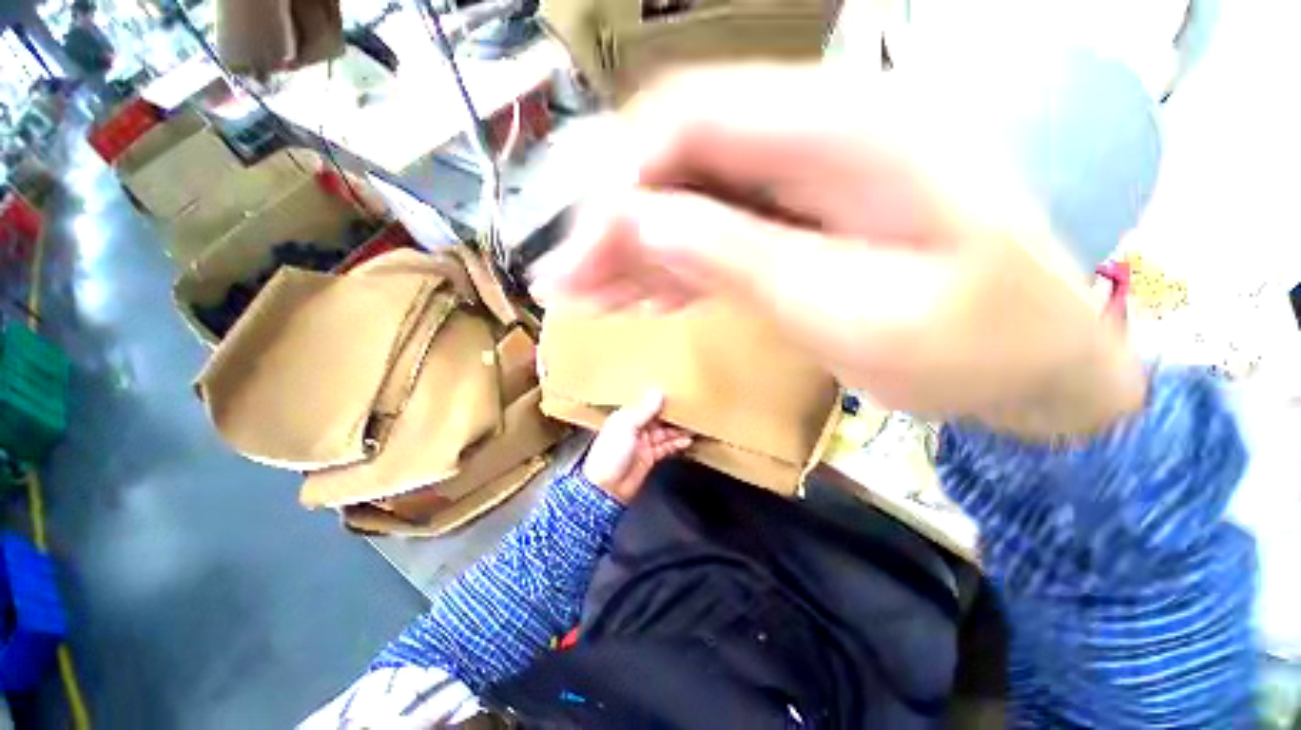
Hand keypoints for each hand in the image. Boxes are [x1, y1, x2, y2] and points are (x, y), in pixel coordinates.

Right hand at [532, 64, 1144, 438]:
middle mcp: (818, 136)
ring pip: (688, 198)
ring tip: (590, 299)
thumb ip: (741, 260)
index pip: (691, 120)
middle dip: (614, 223)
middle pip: (679, 156)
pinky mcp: (798, 222)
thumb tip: (641, 224)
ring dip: (632, 250)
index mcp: (849, 134)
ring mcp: (806, 182)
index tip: (582, 253)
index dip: (621, 183)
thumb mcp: (854, 314)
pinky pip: (715, 232)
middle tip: (568, 284)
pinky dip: (669, 266)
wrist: (1035, 364)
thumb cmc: (974, 348)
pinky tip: (642, 301)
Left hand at [582, 389, 692, 502]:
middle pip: (657, 418)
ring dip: (677, 429)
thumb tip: (657, 391)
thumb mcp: (626, 426)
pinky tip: (687, 441)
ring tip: (693, 424)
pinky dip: (676, 444)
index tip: (675, 392)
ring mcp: (643, 443)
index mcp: (625, 417)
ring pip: (664, 432)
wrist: (606, 488)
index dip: (659, 399)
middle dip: (671, 414)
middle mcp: (634, 428)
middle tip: (689, 408)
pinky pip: (666, 447)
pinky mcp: (649, 457)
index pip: (645, 404)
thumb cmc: (611, 453)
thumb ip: (644, 410)